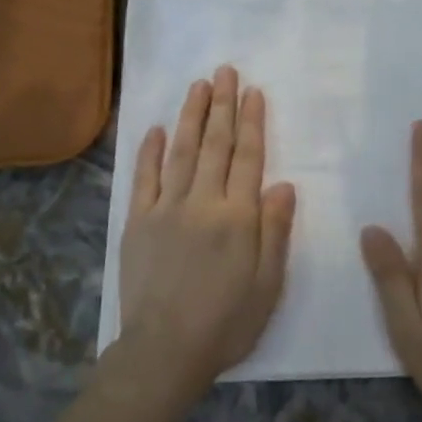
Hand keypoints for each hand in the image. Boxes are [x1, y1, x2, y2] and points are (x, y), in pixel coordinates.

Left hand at [113, 65, 296, 402]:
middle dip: (221, 105)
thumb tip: (283, 184)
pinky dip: (149, 151)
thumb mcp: (268, 283)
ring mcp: (165, 209)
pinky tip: (155, 128)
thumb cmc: (227, 321)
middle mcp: (202, 202)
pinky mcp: (138, 222)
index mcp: (237, 216)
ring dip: (191, 116)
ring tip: (197, 86)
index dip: (252, 122)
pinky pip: (144, 178)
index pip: (248, 157)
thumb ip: (275, 230)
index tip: (253, 91)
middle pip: (215, 145)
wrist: (165, 350)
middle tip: (224, 71)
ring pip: (180, 151)